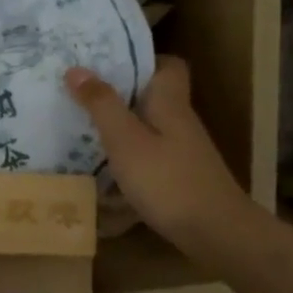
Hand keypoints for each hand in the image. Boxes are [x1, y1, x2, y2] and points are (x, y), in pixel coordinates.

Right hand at [66, 56, 249, 248]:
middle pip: (152, 97)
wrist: (216, 233)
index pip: (169, 65)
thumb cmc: (168, 180)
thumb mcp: (126, 140)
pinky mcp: (179, 178)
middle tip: (80, 94)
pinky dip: (127, 159)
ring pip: (148, 128)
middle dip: (118, 94)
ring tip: (81, 129)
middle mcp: (179, 122)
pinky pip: (148, 157)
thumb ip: (101, 104)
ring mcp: (182, 153)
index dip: (142, 59)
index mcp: (170, 103)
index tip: (107, 62)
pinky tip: (103, 172)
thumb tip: (76, 68)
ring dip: (119, 128)